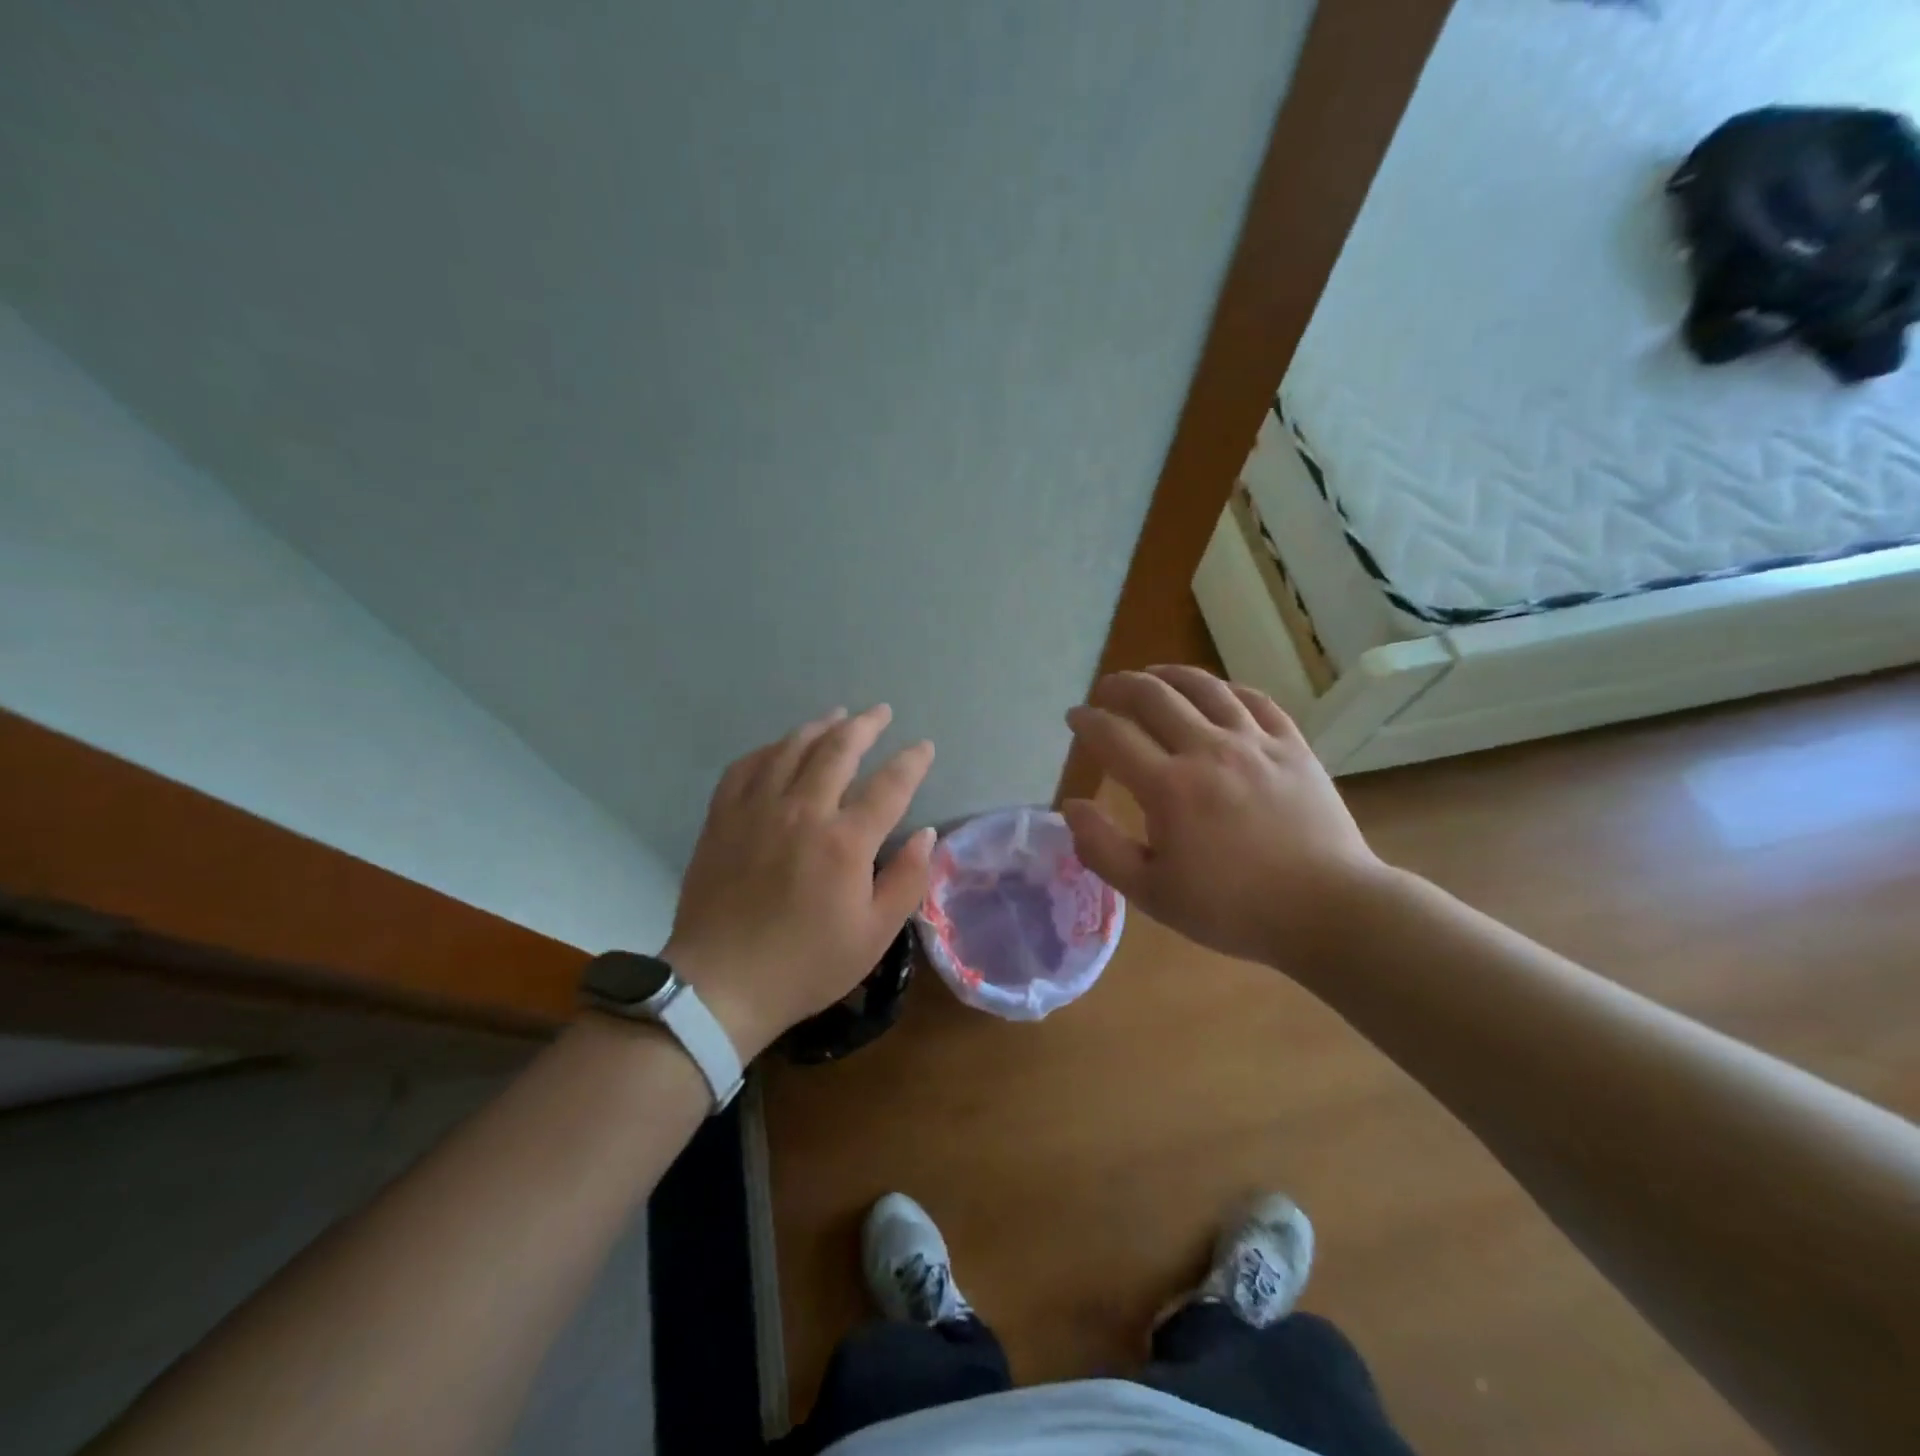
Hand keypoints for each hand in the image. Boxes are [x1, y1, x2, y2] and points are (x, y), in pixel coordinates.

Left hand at [663, 704, 935, 1059]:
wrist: (722, 985)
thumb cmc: (806, 965)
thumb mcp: (874, 935)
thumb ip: (907, 880)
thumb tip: (926, 834)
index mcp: (845, 842)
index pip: (889, 785)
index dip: (912, 761)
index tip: (924, 747)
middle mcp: (803, 811)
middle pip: (838, 750)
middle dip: (865, 726)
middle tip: (880, 712)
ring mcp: (757, 809)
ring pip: (792, 748)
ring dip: (820, 727)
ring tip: (837, 715)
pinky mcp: (723, 818)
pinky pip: (747, 766)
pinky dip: (770, 749)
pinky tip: (780, 747)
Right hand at [1062, 666, 1384, 966]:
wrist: (1327, 910)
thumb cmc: (1232, 909)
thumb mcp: (1152, 893)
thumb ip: (1102, 848)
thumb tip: (1070, 805)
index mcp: (1168, 788)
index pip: (1113, 735)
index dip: (1087, 721)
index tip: (1075, 717)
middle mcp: (1208, 750)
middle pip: (1154, 697)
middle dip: (1121, 686)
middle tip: (1106, 690)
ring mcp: (1255, 743)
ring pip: (1204, 687)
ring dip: (1169, 675)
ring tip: (1152, 675)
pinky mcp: (1293, 746)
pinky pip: (1255, 700)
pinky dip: (1226, 688)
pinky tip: (1215, 691)